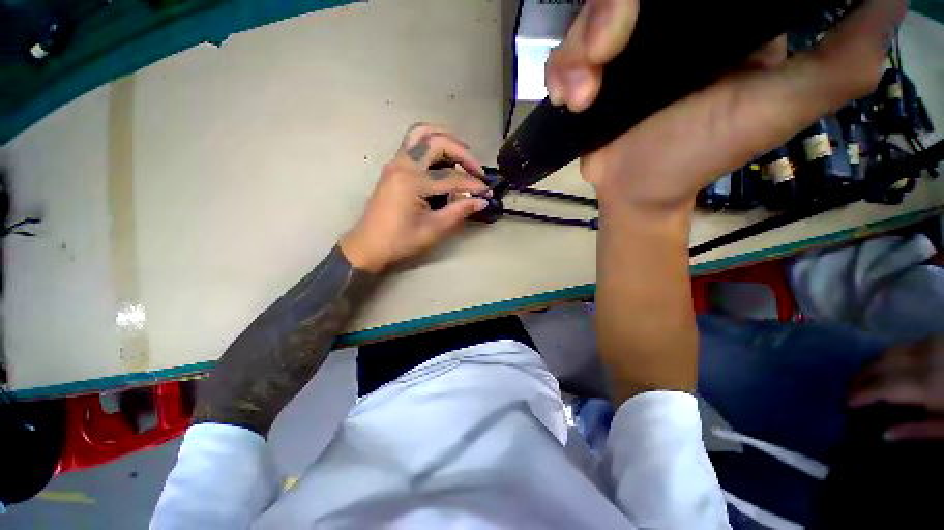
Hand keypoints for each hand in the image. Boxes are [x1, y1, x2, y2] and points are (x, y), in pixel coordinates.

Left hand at [340, 123, 490, 272]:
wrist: (369, 245)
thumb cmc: (400, 241)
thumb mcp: (433, 229)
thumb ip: (459, 211)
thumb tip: (482, 201)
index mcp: (412, 182)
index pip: (452, 177)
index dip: (473, 184)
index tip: (487, 192)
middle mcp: (403, 165)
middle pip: (437, 142)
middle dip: (462, 153)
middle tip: (477, 169)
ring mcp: (396, 162)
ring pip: (421, 133)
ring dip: (445, 138)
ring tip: (462, 153)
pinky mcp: (393, 166)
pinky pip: (413, 143)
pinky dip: (431, 143)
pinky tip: (443, 158)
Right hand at [546, 0, 905, 214]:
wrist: (636, 190)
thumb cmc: (701, 154)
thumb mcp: (784, 104)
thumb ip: (842, 55)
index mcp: (715, 14)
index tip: (644, 5)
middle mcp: (664, 21)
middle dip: (606, 12)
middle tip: (605, 54)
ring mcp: (621, 48)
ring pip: (586, 18)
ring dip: (576, 52)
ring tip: (582, 95)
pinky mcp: (588, 74)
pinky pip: (563, 56)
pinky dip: (559, 73)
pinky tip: (567, 98)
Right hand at [847, 337, 943, 440]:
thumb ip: (919, 431)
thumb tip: (885, 434)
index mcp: (926, 385)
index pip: (883, 387)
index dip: (862, 394)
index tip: (845, 402)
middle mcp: (922, 359)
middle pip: (881, 364)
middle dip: (861, 377)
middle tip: (848, 391)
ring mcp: (929, 344)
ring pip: (889, 351)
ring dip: (871, 365)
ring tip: (862, 379)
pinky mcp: (934, 339)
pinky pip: (902, 346)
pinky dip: (887, 357)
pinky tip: (886, 367)